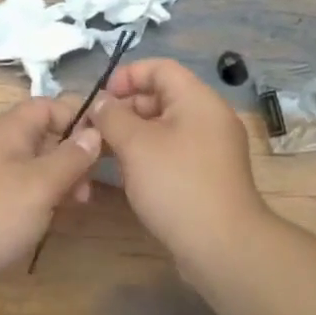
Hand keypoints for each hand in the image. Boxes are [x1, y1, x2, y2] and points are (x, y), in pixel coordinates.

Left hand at [0, 97, 101, 286]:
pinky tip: (56, 215)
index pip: (50, 105)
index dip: (79, 116)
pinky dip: (44, 194)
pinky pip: (24, 184)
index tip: (106, 140)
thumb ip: (71, 157)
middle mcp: (0, 143)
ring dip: (61, 177)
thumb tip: (94, 132)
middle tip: (92, 183)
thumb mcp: (42, 184)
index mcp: (11, 129)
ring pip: (36, 162)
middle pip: (45, 134)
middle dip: (73, 153)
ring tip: (79, 203)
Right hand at [91, 58, 268, 261]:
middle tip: (93, 129)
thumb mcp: (135, 145)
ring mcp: (209, 148)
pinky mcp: (206, 175)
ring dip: (131, 134)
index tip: (100, 98)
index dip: (127, 76)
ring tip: (101, 151)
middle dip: (124, 108)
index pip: (160, 68)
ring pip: (163, 127)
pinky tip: (124, 173)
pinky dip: (147, 155)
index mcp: (198, 99)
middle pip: (161, 96)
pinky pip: (172, 151)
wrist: (222, 246)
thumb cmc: (176, 184)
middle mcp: (208, 117)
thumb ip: (112, 116)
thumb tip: (101, 102)